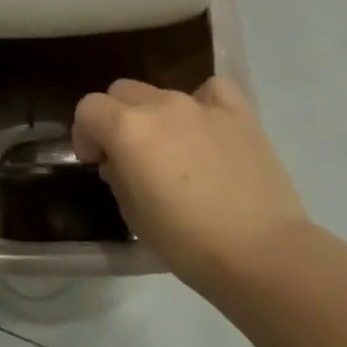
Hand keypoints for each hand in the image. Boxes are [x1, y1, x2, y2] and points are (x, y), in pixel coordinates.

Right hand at [72, 78, 308, 279]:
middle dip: (115, 118)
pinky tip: (206, 128)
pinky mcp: (239, 115)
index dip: (85, 134)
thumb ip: (118, 176)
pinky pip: (211, 91)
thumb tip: (121, 163)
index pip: (88, 108)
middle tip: (128, 156)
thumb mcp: (133, 215)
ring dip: (155, 116)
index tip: (94, 161)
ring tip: (172, 151)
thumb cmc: (186, 242)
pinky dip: (202, 103)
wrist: (262, 254)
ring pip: (161, 93)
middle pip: (121, 92)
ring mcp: (202, 106)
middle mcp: (160, 106)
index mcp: (126, 128)